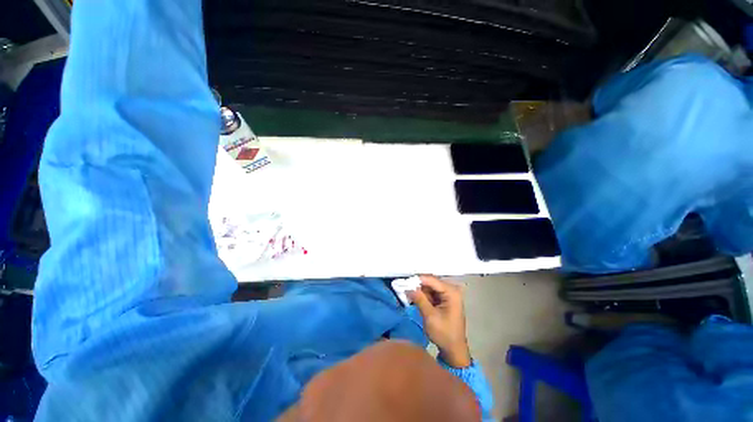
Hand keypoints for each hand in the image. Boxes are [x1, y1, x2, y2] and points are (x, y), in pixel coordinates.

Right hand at [407, 275, 470, 367]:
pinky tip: (414, 297)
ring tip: (407, 292)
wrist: (454, 350)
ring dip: (419, 290)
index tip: (404, 282)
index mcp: (451, 292)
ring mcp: (448, 294)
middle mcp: (451, 290)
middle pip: (430, 281)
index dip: (417, 279)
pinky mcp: (444, 299)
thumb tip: (408, 287)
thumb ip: (419, 299)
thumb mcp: (430, 316)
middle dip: (417, 284)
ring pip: (429, 287)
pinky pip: (431, 292)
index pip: (431, 279)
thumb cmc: (444, 334)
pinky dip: (423, 295)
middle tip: (404, 287)